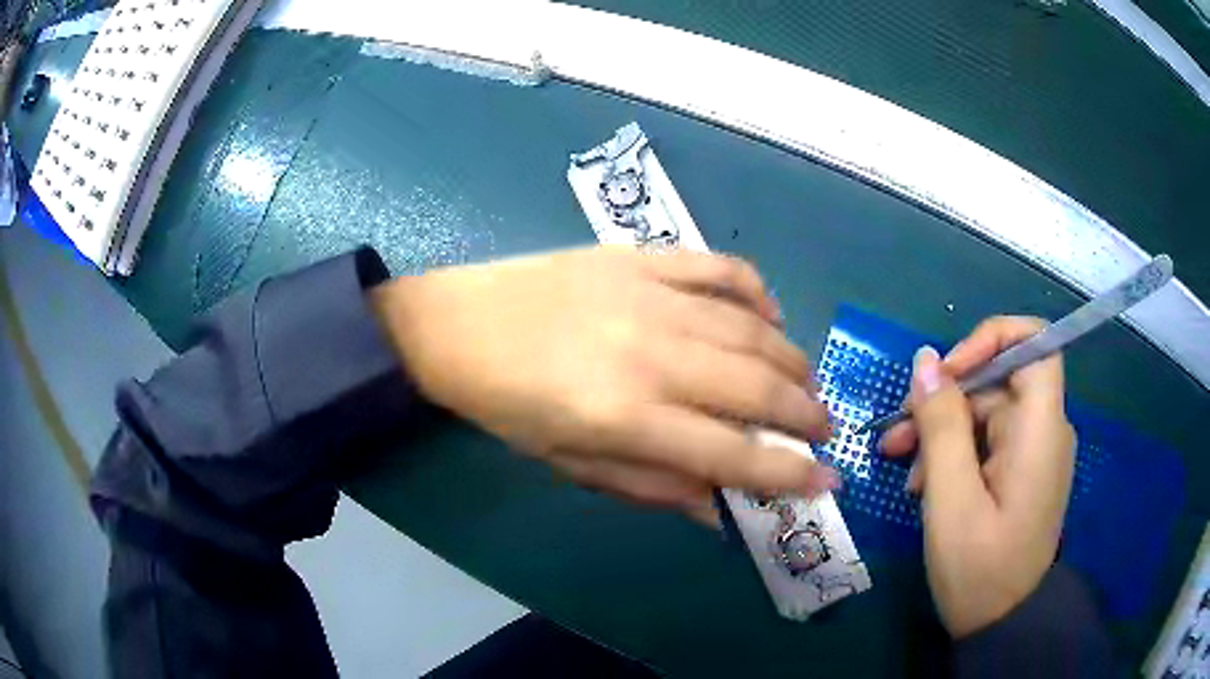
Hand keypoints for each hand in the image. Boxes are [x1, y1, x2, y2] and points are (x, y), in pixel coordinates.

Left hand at [370, 246, 837, 524]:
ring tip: (806, 381)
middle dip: (805, 413)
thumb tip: (722, 507)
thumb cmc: (506, 406)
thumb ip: (653, 486)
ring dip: (792, 358)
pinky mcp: (640, 257)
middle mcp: (652, 354)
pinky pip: (719, 267)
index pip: (735, 453)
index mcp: (628, 416)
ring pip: (751, 327)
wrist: (455, 325)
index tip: (826, 479)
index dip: (789, 472)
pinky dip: (756, 289)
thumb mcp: (572, 465)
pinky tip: (770, 312)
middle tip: (824, 427)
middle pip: (758, 386)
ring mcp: (650, 295)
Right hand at [880, 317, 1074, 636]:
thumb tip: (925, 361)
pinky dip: (955, 454)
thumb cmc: (980, 570)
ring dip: (943, 433)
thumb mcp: (951, 500)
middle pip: (998, 381)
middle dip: (946, 401)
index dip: (990, 339)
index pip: (1034, 341)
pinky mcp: (1021, 471)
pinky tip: (926, 486)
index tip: (946, 372)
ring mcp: (1033, 451)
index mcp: (1041, 429)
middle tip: (897, 437)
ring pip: (987, 413)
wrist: (1004, 624)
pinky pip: (988, 442)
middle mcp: (1044, 429)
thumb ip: (941, 426)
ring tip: (905, 471)